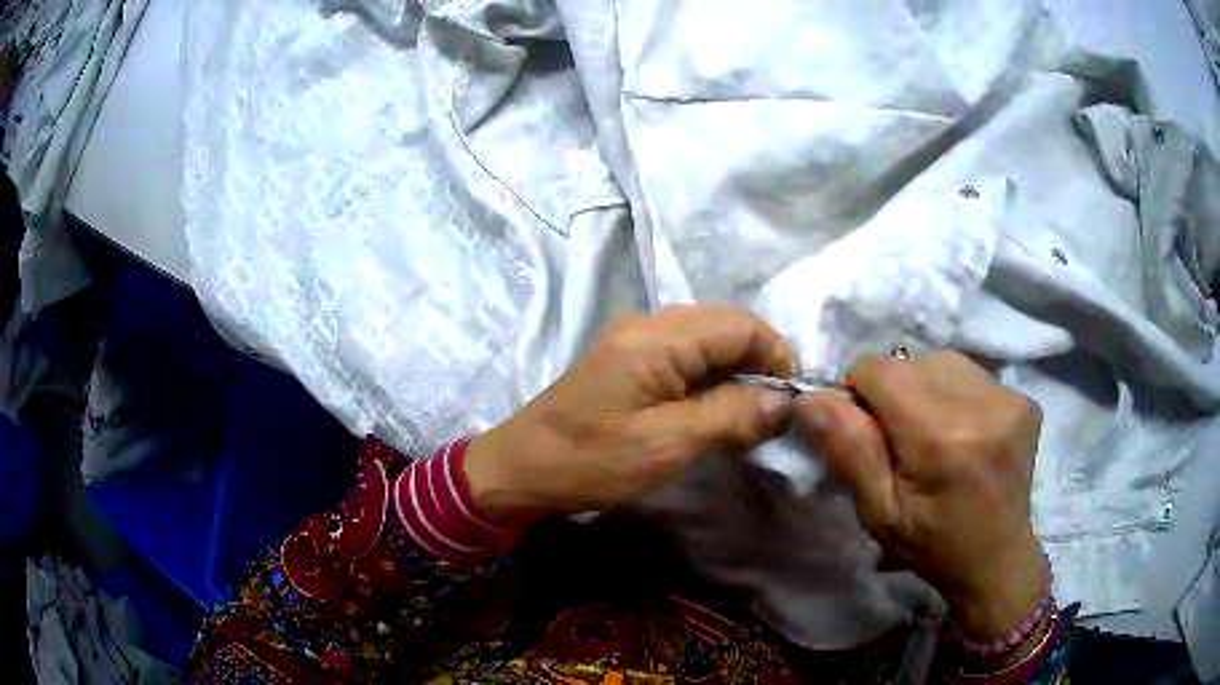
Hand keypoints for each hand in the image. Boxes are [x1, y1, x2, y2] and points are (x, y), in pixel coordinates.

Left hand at [465, 305, 798, 524]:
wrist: (521, 470)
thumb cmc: (591, 461)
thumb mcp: (667, 444)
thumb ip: (729, 416)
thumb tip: (785, 402)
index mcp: (656, 337)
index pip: (739, 325)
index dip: (775, 355)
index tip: (792, 399)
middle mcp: (646, 325)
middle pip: (724, 326)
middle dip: (758, 363)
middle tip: (774, 411)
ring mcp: (633, 340)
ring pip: (706, 340)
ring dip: (735, 372)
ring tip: (750, 415)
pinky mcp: (626, 361)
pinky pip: (683, 356)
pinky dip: (709, 379)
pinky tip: (715, 410)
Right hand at [793, 351, 1044, 643]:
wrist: (996, 559)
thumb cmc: (931, 545)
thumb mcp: (878, 512)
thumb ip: (848, 450)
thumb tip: (809, 398)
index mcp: (939, 438)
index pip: (880, 369)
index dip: (861, 392)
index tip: (869, 430)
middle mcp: (980, 405)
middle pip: (911, 361)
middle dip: (895, 392)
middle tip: (904, 441)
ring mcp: (1009, 398)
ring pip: (943, 362)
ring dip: (926, 388)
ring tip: (935, 433)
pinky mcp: (1024, 399)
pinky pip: (973, 374)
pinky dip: (957, 393)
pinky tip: (965, 431)